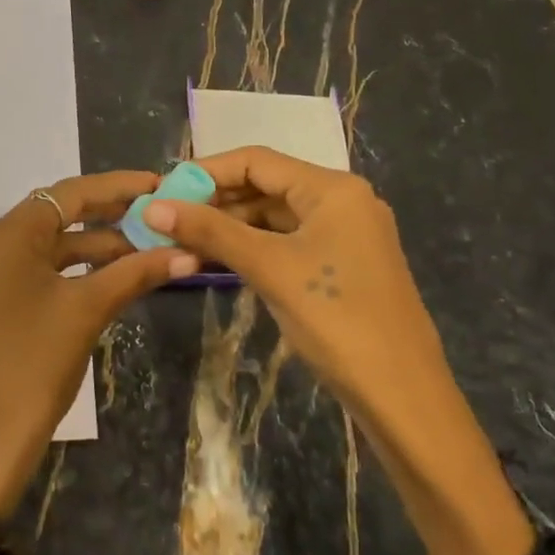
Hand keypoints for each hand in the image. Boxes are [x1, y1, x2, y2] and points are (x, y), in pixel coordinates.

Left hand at [0, 170, 196, 520]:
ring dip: (93, 247)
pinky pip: (35, 273)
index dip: (117, 187)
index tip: (159, 185)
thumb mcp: (88, 311)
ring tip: (145, 251)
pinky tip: (109, 278)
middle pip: (55, 216)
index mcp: (5, 237)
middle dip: (108, 216)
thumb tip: (189, 253)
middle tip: (157, 216)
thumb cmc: (34, 366)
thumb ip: (136, 273)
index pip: (67, 194)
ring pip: (47, 248)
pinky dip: (72, 272)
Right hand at [144, 147, 550, 554]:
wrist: (401, 394)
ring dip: (230, 226)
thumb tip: (152, 207)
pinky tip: (217, 260)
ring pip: (275, 217)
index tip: (164, 190)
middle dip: (215, 200)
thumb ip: (211, 232)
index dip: (207, 171)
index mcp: (333, 189)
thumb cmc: (336, 319)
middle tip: (166, 219)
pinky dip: (252, 248)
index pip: (257, 160)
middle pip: (266, 186)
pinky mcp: (341, 266)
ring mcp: (344, 235)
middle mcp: (342, 201)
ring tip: (181, 241)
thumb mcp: (269, 268)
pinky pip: (287, 243)